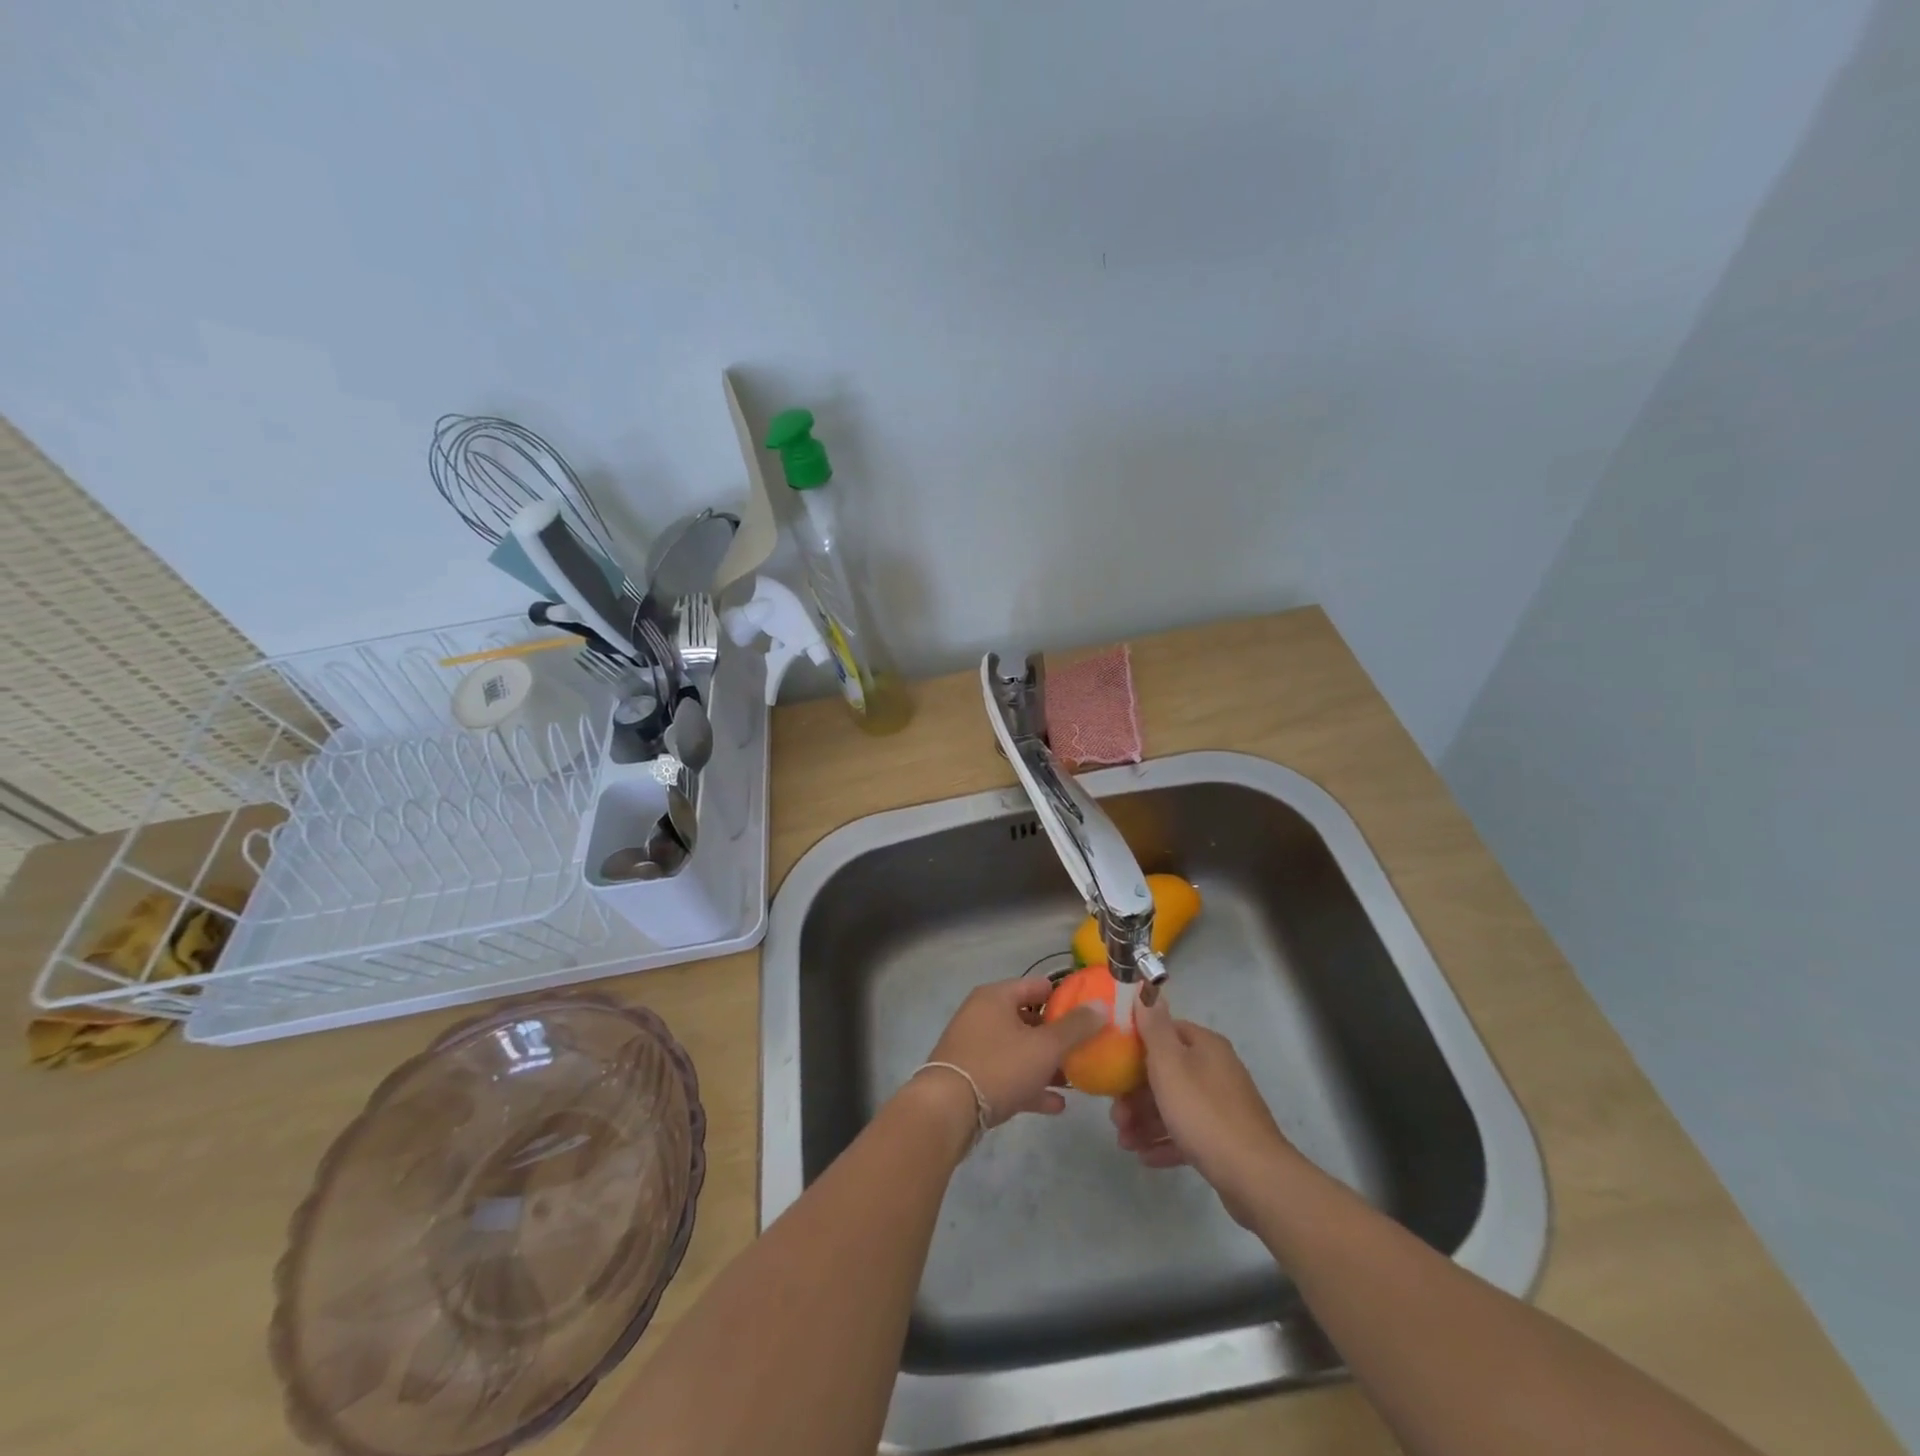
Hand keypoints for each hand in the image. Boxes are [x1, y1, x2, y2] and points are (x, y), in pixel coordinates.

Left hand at [920, 975, 1104, 1126]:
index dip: (1065, 997)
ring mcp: (975, 1047)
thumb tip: (1101, 1006)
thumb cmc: (999, 1066)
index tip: (1090, 1012)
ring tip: (1075, 1078)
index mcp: (996, 997)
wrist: (948, 1110)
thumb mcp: (1044, 1046)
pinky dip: (1030, 1085)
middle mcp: (983, 1015)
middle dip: (1057, 1036)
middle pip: (1028, 1019)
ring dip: (1046, 1063)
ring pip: (1019, 1050)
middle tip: (1085, 1049)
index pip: (1037, 986)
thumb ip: (1075, 1027)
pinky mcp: (972, 1077)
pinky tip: (1056, 1105)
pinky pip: (1008, 1075)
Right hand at [1110, 993, 1297, 1225]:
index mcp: (1205, 1046)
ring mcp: (1222, 1106)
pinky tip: (1145, 1157)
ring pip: (1174, 1106)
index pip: (1165, 1033)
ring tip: (1125, 1143)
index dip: (1136, 1047)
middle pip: (1166, 1073)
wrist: (1255, 1177)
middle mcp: (1216, 1070)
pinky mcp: (1224, 1139)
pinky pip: (1188, 1134)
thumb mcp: (1170, 1064)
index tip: (1112, 1066)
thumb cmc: (1204, 1112)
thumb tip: (1148, 990)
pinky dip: (1165, 1141)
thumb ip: (1155, 1028)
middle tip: (1115, 1116)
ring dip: (1145, 1121)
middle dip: (1135, 1094)